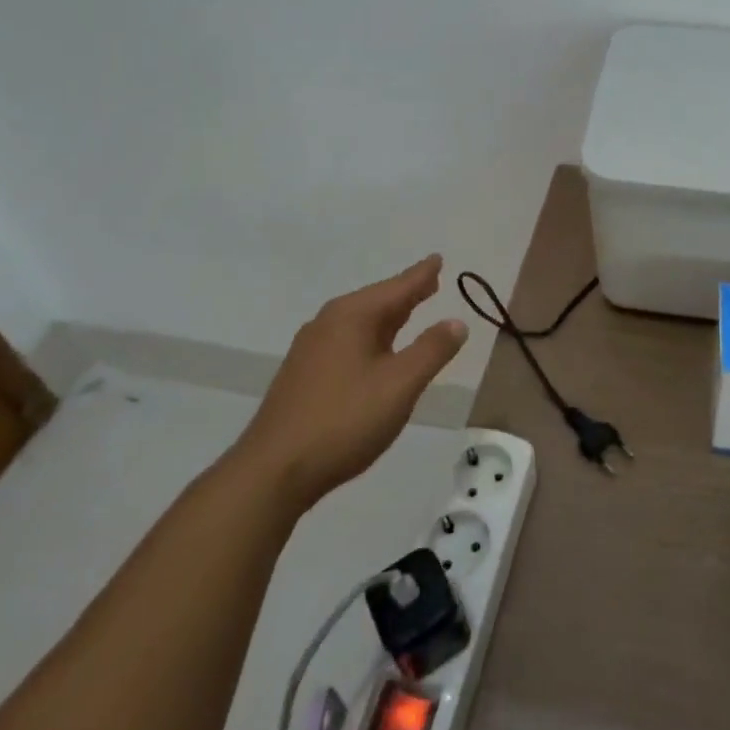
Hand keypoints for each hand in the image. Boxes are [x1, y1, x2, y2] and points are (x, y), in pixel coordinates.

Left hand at [234, 255, 468, 506]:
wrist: (273, 471)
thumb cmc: (344, 420)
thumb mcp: (400, 385)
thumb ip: (431, 351)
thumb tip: (456, 322)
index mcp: (352, 316)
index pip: (397, 287)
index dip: (422, 275)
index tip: (438, 258)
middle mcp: (328, 323)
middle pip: (376, 301)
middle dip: (405, 293)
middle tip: (431, 281)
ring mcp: (311, 349)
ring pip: (360, 323)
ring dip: (388, 316)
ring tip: (409, 310)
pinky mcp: (303, 375)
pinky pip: (347, 341)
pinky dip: (372, 337)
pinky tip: (376, 351)